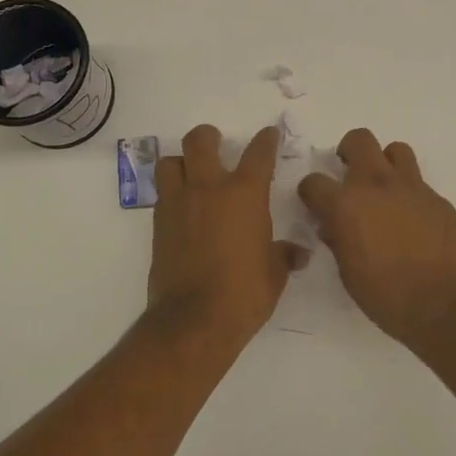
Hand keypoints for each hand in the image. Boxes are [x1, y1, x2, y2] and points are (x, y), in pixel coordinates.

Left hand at [147, 125, 308, 344]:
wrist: (194, 320)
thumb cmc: (244, 293)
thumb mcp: (274, 274)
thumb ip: (283, 255)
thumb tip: (297, 253)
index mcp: (244, 194)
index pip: (258, 154)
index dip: (266, 140)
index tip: (269, 135)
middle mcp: (208, 188)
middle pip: (200, 141)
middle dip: (209, 137)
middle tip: (216, 143)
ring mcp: (178, 203)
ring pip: (171, 162)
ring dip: (182, 162)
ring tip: (192, 174)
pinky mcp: (158, 223)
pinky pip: (162, 194)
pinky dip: (172, 193)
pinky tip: (184, 210)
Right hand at [297, 129, 455, 343]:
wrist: (448, 305)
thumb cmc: (388, 297)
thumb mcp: (349, 274)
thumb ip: (338, 241)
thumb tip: (333, 227)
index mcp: (345, 206)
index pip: (314, 182)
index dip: (311, 192)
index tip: (315, 204)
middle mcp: (376, 185)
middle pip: (359, 140)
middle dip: (349, 151)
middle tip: (349, 174)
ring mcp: (411, 188)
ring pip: (395, 150)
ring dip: (385, 163)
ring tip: (385, 189)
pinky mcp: (438, 198)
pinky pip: (419, 182)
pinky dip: (410, 193)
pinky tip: (413, 219)